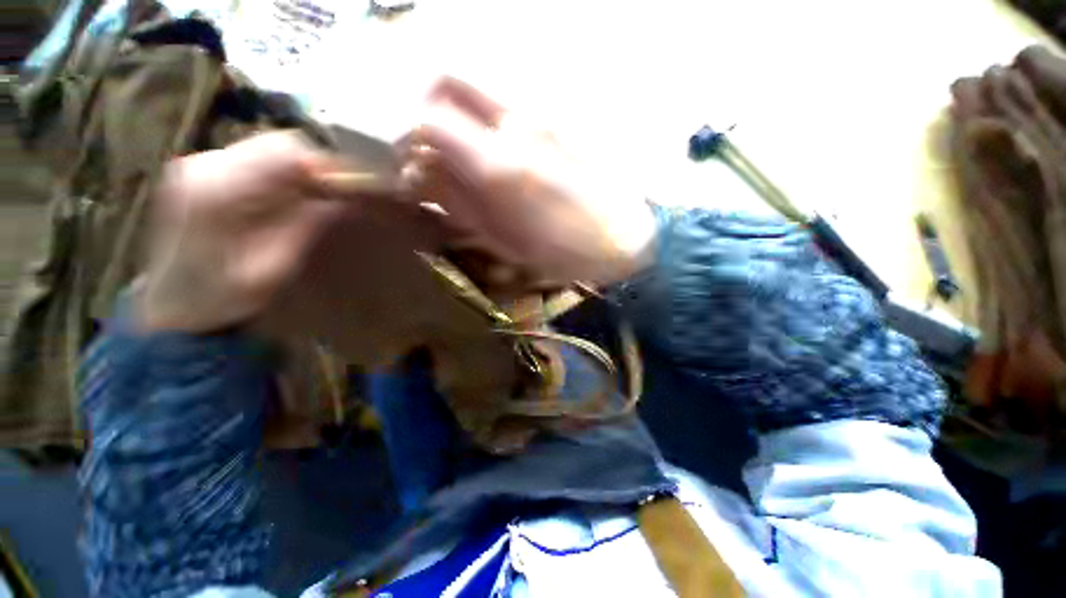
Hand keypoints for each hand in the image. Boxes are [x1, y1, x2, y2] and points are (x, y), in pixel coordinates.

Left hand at [140, 131, 351, 332]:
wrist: (171, 303)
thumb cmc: (223, 296)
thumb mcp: (274, 268)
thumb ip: (306, 227)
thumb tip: (345, 199)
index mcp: (218, 192)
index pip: (283, 152)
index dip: (325, 165)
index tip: (349, 188)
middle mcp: (203, 166)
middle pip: (276, 142)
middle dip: (315, 166)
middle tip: (335, 195)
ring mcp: (198, 164)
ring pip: (267, 146)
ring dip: (299, 169)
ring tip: (315, 198)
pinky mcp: (200, 170)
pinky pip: (254, 157)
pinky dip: (282, 173)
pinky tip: (287, 198)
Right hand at [408, 77, 656, 285]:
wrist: (619, 240)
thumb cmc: (560, 252)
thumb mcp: (500, 239)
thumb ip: (457, 202)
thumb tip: (421, 175)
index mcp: (496, 163)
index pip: (427, 118)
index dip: (405, 136)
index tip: (405, 161)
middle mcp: (513, 125)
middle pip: (448, 81)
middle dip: (424, 107)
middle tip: (425, 147)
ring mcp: (536, 119)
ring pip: (474, 95)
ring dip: (453, 119)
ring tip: (458, 161)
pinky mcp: (552, 125)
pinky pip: (501, 112)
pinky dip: (480, 127)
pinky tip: (490, 160)